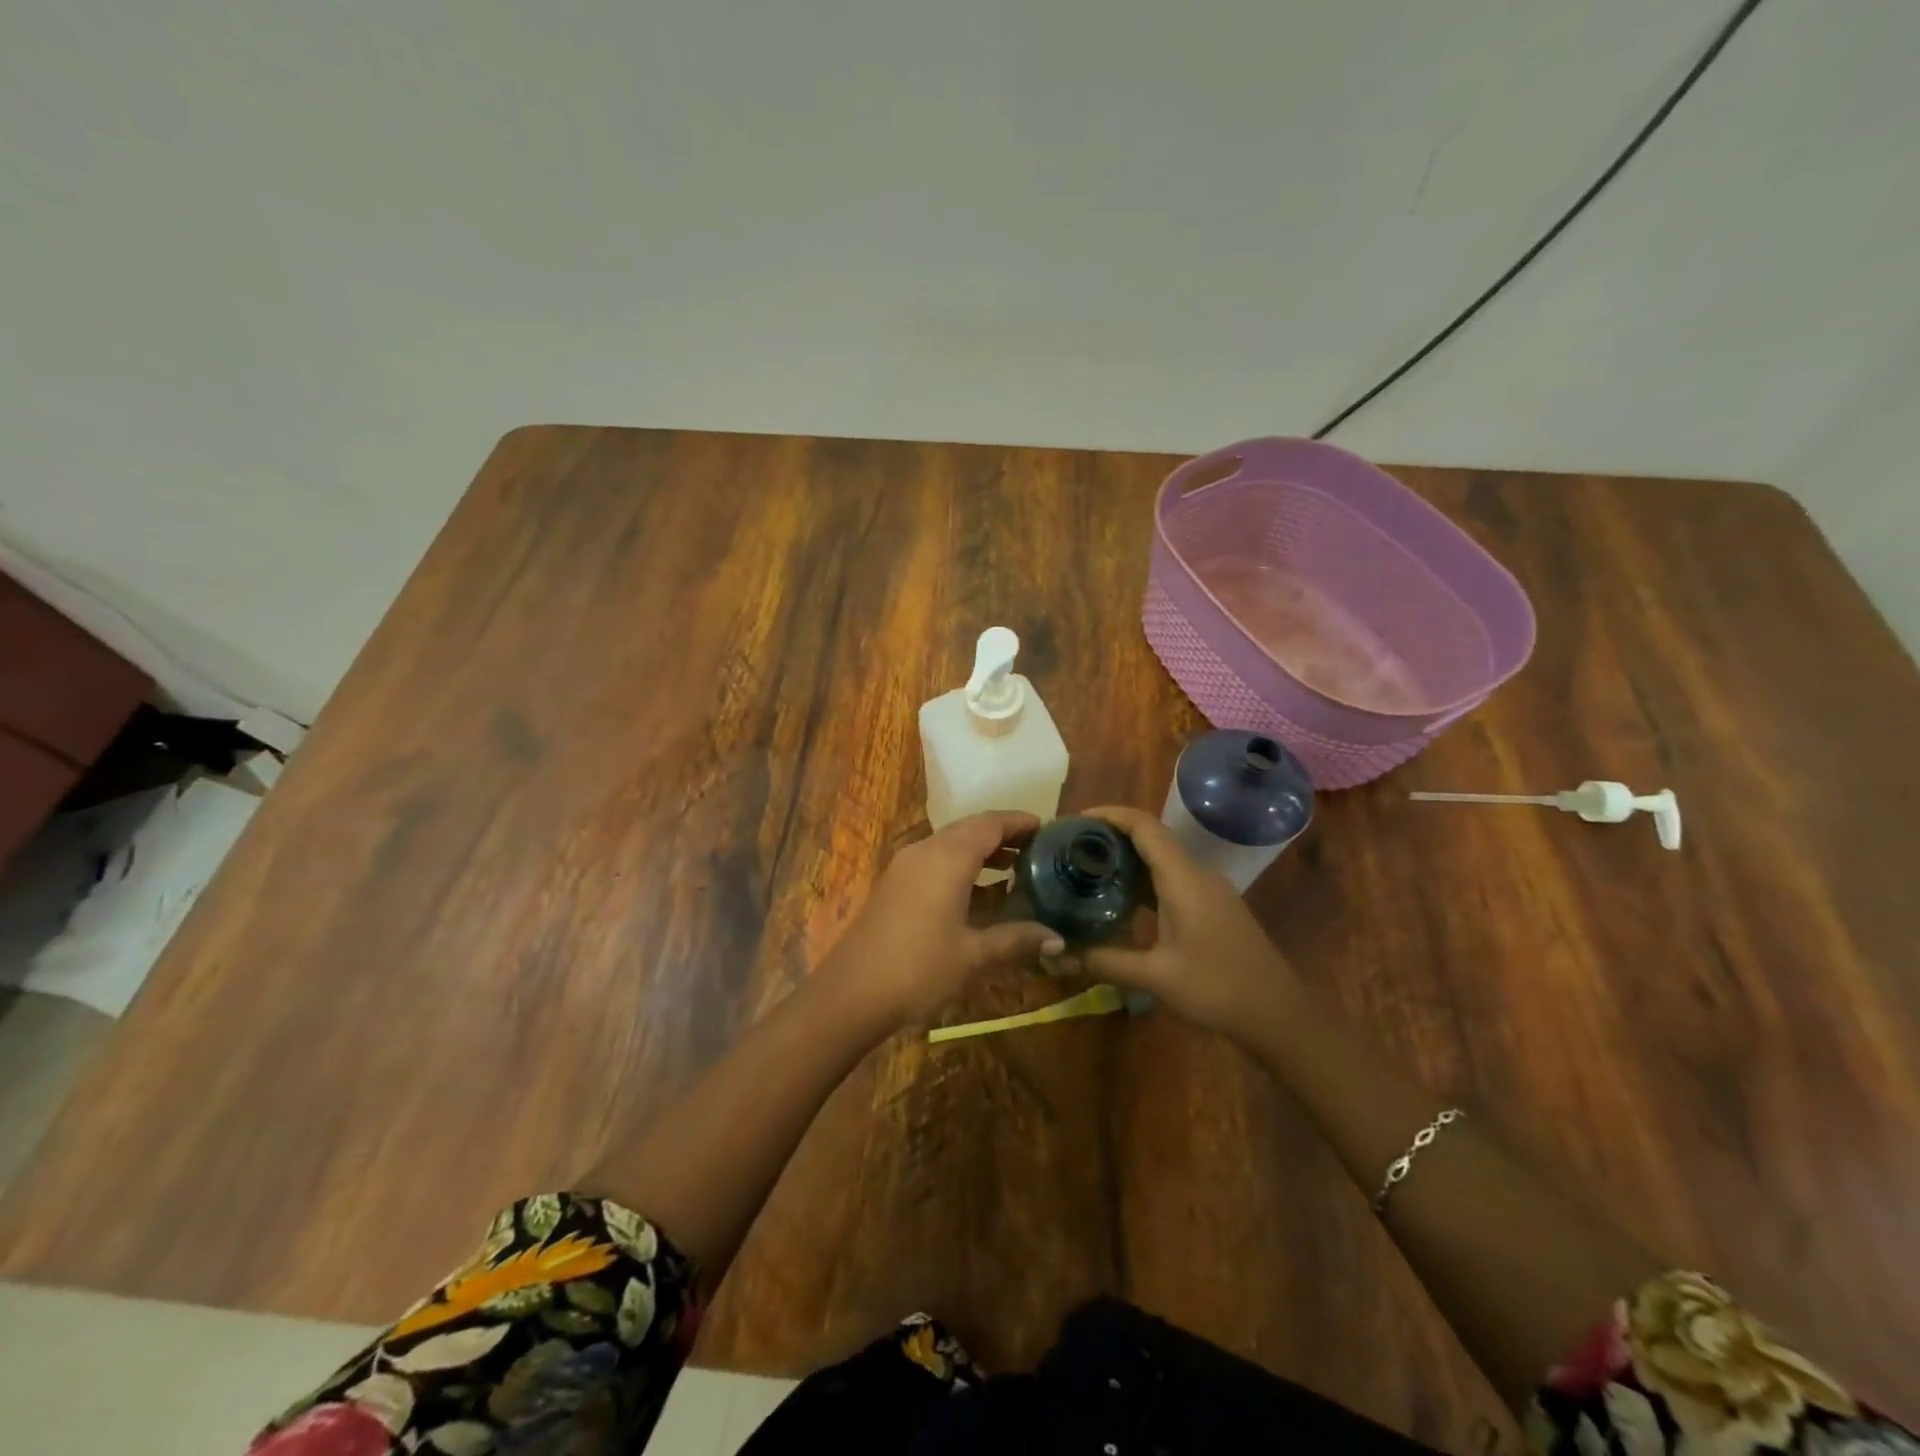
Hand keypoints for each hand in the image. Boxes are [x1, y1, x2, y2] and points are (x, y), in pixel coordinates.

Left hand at [821, 811, 1063, 1028]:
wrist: (850, 994)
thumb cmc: (918, 969)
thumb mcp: (973, 956)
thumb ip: (1016, 940)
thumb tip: (1059, 939)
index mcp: (947, 858)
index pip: (990, 824)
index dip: (1019, 822)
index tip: (1047, 828)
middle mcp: (925, 851)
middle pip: (969, 829)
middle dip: (1002, 835)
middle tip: (1036, 849)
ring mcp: (905, 867)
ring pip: (950, 845)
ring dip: (982, 852)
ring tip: (1016, 869)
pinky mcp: (894, 885)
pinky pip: (935, 862)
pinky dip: (962, 867)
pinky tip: (981, 895)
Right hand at [1076, 805, 1298, 1036]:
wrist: (1278, 1015)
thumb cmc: (1218, 989)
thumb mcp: (1155, 977)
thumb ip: (1104, 962)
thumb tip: (1055, 957)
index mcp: (1183, 878)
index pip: (1144, 825)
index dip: (1108, 815)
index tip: (1073, 821)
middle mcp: (1196, 874)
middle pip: (1150, 837)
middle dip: (1110, 836)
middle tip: (1070, 849)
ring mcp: (1208, 889)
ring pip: (1161, 859)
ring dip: (1126, 858)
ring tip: (1087, 870)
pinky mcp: (1212, 906)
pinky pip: (1171, 878)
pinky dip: (1142, 879)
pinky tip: (1120, 900)